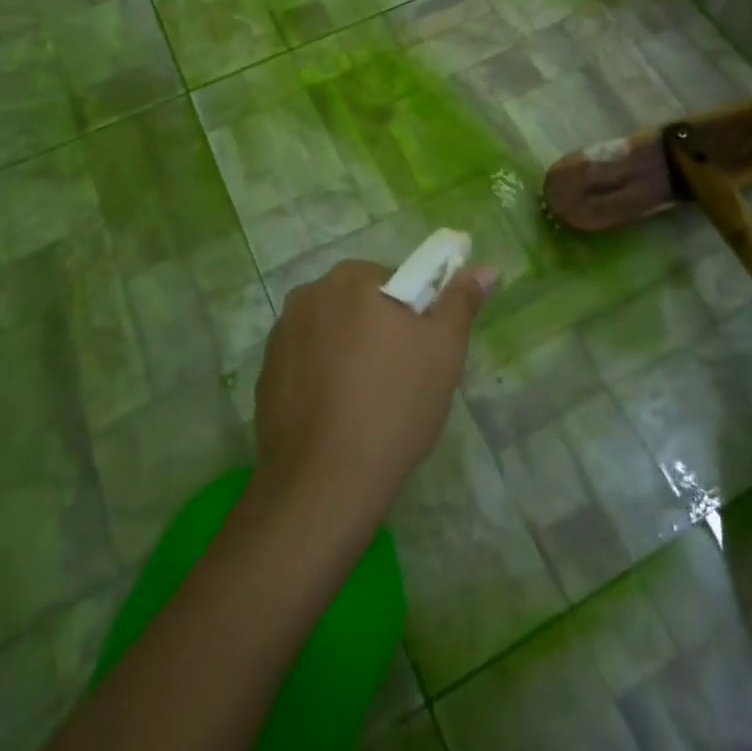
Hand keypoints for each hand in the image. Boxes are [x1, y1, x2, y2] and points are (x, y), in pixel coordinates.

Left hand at [253, 258, 497, 527]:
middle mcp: (311, 294)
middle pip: (359, 301)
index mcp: (353, 279)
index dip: (416, 313)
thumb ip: (461, 301)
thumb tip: (486, 267)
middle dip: (381, 328)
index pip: (396, 278)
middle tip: (402, 377)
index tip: (423, 351)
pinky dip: (322, 375)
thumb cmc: (393, 406)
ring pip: (332, 330)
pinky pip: (306, 359)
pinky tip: (336, 414)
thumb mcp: (444, 351)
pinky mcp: (265, 371)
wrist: (321, 483)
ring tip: (367, 401)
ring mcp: (282, 333)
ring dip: (349, 349)